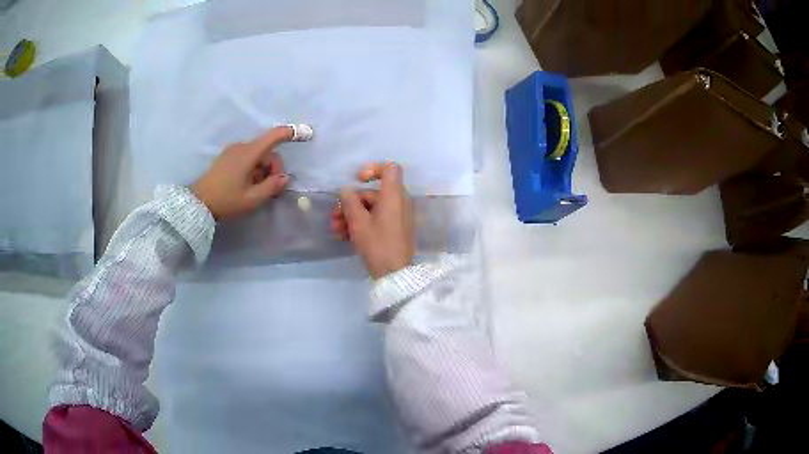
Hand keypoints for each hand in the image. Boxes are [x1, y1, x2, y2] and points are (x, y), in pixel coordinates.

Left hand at [191, 127, 292, 219]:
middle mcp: (241, 147)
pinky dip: (253, 169)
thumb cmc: (226, 200)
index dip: (291, 133)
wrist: (198, 203)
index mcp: (248, 153)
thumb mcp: (252, 199)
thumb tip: (284, 178)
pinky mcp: (227, 157)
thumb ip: (272, 187)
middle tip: (269, 189)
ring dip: (262, 170)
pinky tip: (247, 185)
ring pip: (257, 156)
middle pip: (267, 151)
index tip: (306, 133)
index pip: (274, 136)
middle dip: (273, 168)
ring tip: (255, 190)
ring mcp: (232, 151)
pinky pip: (247, 158)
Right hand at [332, 162, 414, 278]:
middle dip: (351, 203)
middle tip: (334, 215)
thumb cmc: (378, 244)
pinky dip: (360, 224)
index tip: (357, 180)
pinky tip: (343, 237)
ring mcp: (397, 217)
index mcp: (394, 195)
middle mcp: (399, 202)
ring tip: (335, 230)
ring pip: (371, 209)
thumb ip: (349, 202)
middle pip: (373, 193)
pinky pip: (376, 220)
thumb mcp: (359, 223)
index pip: (390, 169)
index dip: (373, 169)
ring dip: (351, 216)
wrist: (395, 274)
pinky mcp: (394, 230)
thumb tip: (346, 191)